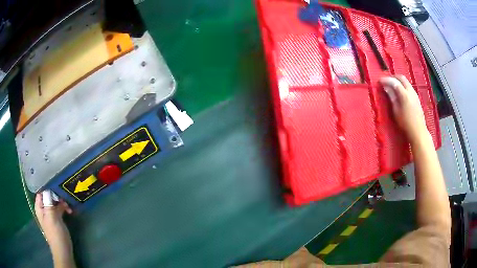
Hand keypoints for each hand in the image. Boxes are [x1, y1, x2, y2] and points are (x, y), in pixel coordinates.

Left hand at [35, 193, 73, 264]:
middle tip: (64, 195)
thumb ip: (49, 202)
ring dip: (61, 201)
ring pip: (54, 201)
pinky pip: (59, 208)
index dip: (47, 186)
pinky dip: (63, 207)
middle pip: (48, 195)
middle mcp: (43, 208)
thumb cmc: (56, 234)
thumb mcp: (51, 217)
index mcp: (39, 206)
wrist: (63, 250)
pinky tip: (69, 210)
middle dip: (56, 194)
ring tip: (68, 204)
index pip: (41, 190)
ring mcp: (50, 213)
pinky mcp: (56, 218)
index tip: (56, 183)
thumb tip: (49, 188)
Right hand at [379, 75, 427, 142]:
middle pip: (401, 78)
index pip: (394, 82)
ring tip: (392, 86)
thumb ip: (392, 98)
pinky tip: (400, 92)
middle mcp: (410, 91)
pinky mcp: (417, 98)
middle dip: (393, 77)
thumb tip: (386, 88)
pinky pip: (409, 87)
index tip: (379, 81)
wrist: (418, 132)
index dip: (386, 80)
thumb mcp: (396, 111)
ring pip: (406, 81)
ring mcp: (415, 94)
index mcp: (404, 95)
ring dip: (398, 81)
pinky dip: (403, 86)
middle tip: (386, 81)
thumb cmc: (406, 124)